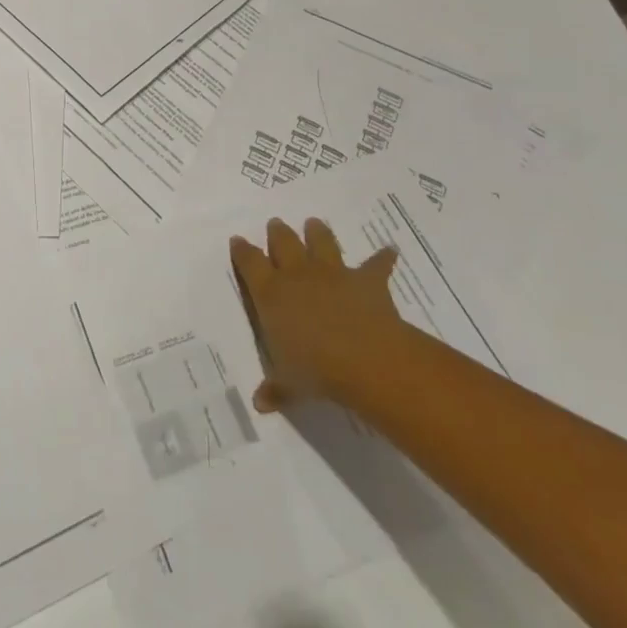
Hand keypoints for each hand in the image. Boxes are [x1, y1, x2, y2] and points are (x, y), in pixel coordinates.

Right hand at [230, 217, 407, 412]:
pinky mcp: (366, 280)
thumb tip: (259, 403)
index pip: (249, 262)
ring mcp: (333, 273)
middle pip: (283, 242)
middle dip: (278, 233)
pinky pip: (376, 264)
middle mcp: (298, 275)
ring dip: (318, 232)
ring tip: (314, 224)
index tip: (237, 241)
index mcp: (270, 293)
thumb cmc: (315, 369)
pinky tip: (389, 251)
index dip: (242, 250)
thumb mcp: (289, 383)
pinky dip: (382, 258)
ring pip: (321, 241)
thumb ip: (275, 388)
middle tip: (275, 225)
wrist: (364, 358)